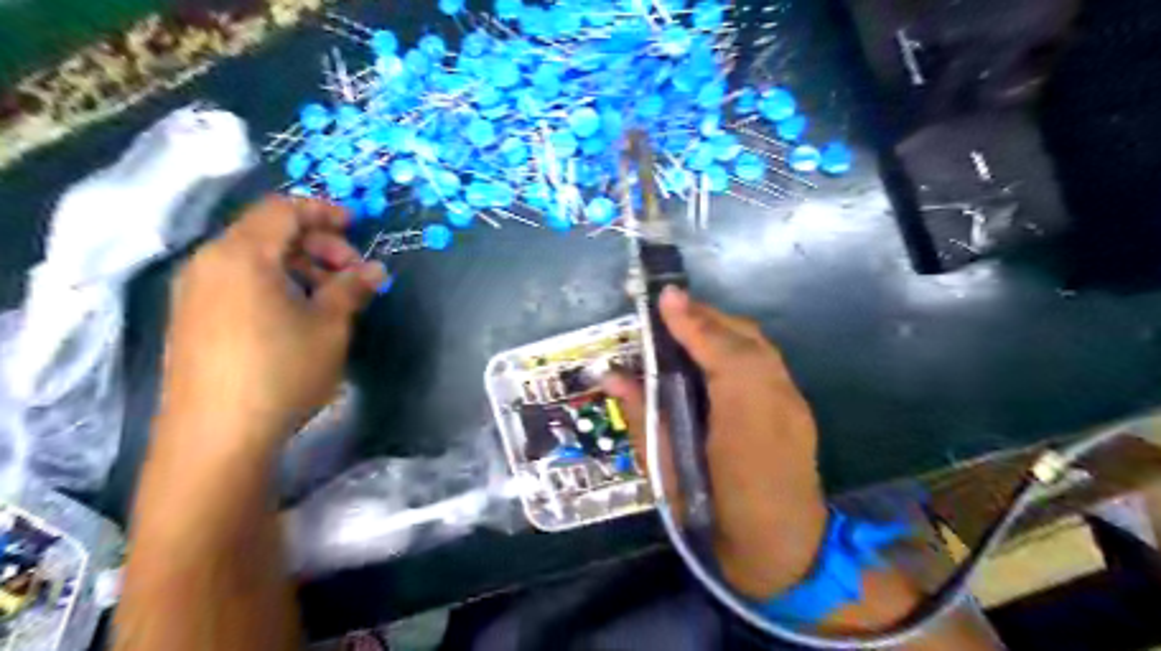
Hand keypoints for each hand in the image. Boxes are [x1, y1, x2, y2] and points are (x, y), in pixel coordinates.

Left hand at [159, 197, 385, 449]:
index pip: (283, 209)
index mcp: (242, 254)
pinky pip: (237, 281)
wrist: (215, 437)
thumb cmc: (281, 370)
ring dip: (298, 265)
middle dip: (317, 244)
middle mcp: (210, 262)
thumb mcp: (329, 326)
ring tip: (331, 296)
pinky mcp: (192, 318)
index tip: (357, 226)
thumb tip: (375, 270)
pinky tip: (298, 314)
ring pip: (253, 258)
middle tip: (352, 272)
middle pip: (267, 231)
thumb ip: (352, 288)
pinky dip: (273, 283)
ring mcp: (195, 292)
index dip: (324, 211)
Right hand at [609, 287, 823, 598]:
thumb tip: (611, 375)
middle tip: (668, 311)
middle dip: (705, 317)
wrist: (783, 552)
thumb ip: (644, 416)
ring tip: (686, 327)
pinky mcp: (797, 406)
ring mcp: (793, 402)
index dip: (692, 324)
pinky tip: (713, 355)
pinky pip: (765, 360)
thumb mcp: (668, 473)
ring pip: (758, 345)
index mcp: (743, 424)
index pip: (719, 355)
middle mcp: (776, 403)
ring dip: (721, 328)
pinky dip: (737, 345)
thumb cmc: (715, 518)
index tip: (665, 297)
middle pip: (744, 338)